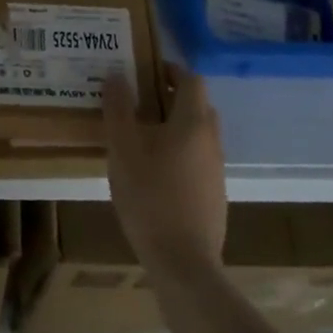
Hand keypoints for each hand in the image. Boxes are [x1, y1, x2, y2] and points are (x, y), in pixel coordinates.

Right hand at [101, 65, 226, 275]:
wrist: (183, 262)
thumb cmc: (150, 197)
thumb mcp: (123, 149)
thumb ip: (118, 109)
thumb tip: (116, 75)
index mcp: (193, 122)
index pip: (191, 79)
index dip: (170, 70)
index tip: (144, 72)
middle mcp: (212, 140)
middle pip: (197, 105)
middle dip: (170, 97)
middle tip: (138, 102)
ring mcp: (216, 169)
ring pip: (197, 133)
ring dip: (174, 126)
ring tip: (140, 137)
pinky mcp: (214, 194)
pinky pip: (197, 158)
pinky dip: (179, 152)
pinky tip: (153, 173)